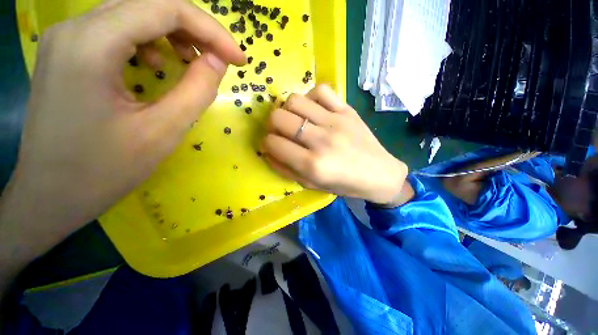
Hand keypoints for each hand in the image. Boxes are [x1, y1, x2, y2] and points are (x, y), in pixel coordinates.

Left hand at [4, 0, 244, 231]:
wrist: (51, 195)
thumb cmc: (104, 170)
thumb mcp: (164, 130)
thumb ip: (198, 89)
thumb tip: (218, 60)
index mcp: (91, 44)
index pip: (165, 7)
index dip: (211, 30)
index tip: (238, 59)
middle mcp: (74, 28)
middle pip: (148, 4)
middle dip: (194, 29)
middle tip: (220, 59)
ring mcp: (67, 38)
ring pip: (133, 13)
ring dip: (172, 33)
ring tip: (191, 62)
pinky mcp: (68, 52)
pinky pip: (117, 29)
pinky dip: (149, 40)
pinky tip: (156, 65)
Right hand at [262, 85, 408, 204]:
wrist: (379, 174)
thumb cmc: (344, 184)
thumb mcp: (311, 185)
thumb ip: (285, 170)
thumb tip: (267, 152)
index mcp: (312, 164)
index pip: (273, 143)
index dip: (266, 143)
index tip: (271, 145)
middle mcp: (321, 140)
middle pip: (279, 118)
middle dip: (272, 125)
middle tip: (280, 131)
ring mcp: (335, 121)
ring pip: (295, 100)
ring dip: (287, 110)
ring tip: (295, 119)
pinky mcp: (347, 110)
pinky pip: (321, 91)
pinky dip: (310, 98)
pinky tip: (313, 110)